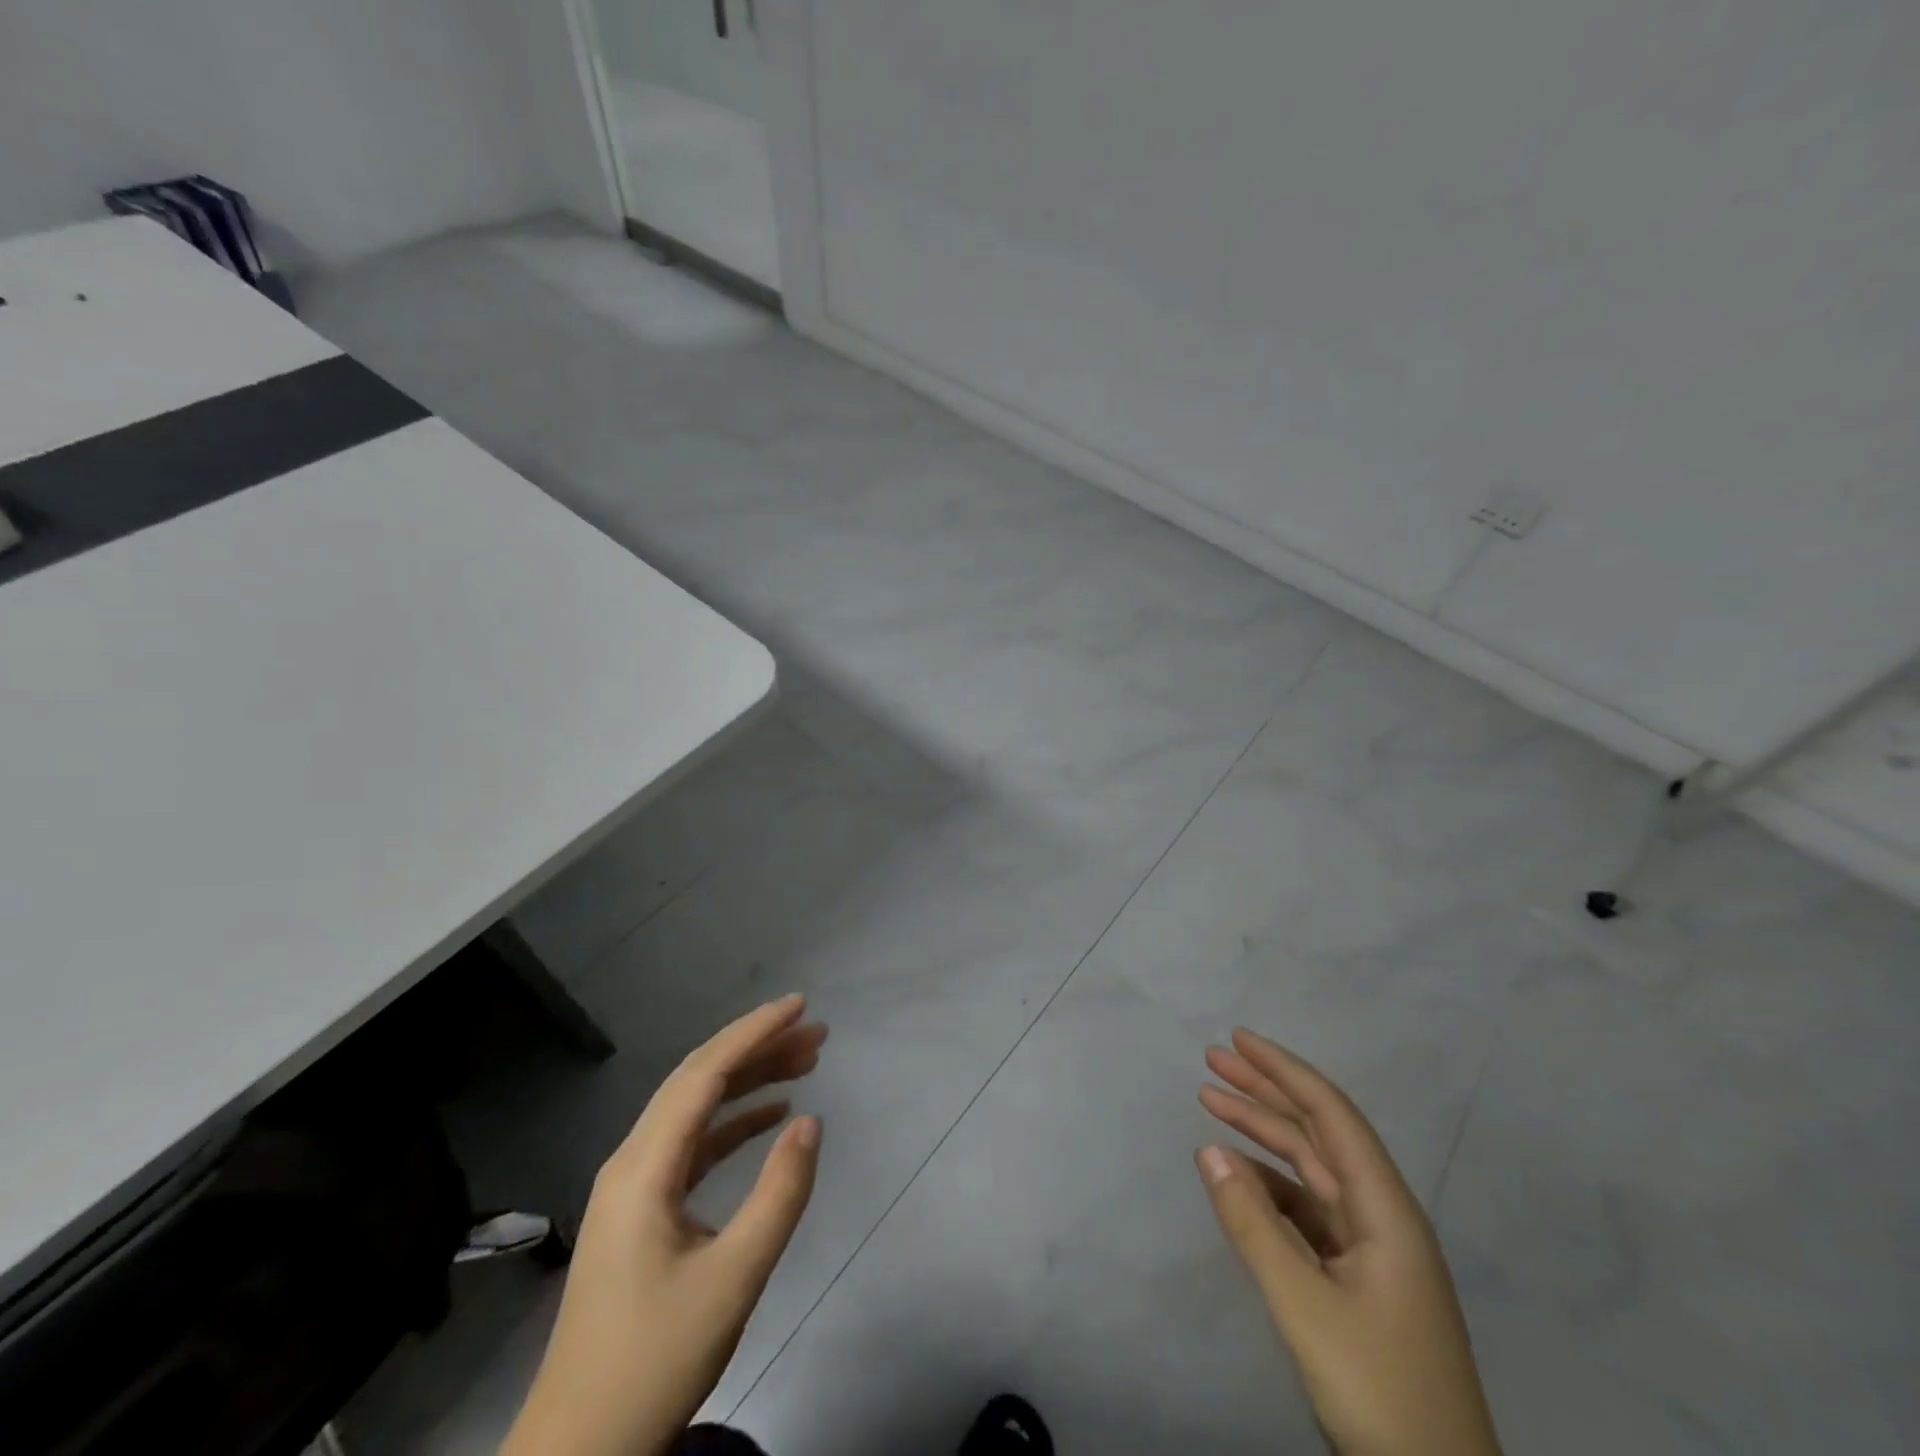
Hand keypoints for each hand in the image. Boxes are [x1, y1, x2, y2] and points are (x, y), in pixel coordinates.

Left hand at [502, 995, 826, 1455]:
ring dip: (750, 1081)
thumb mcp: (733, 1278)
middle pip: (699, 1080)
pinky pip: (693, 1143)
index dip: (754, 1032)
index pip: (705, 1074)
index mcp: (644, 1168)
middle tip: (816, 1032)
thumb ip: (779, 1194)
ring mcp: (635, 1185)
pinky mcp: (644, 1209)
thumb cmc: (655, 1360)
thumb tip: (810, 1120)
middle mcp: (633, 1161)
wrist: (581, 1450)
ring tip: (806, 1061)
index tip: (800, 1005)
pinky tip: (771, 1115)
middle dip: (758, 1048)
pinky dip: (734, 1121)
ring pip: (697, 1108)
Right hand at [1195, 1029, 1500, 1455]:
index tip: (1237, 1039)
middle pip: (1319, 1133)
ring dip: (1263, 1134)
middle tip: (1214, 1060)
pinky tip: (1237, 1175)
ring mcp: (1373, 1249)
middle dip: (1266, 1091)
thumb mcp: (1304, 1306)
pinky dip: (1269, 1184)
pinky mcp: (1360, 1279)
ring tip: (1212, 1103)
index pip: (1330, 1114)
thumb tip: (1207, 1150)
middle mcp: (1383, 1215)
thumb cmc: (1379, 1390)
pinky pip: (1307, 1209)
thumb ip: (1252, 1224)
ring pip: (1311, 1169)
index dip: (1284, 1070)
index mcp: (1387, 1209)